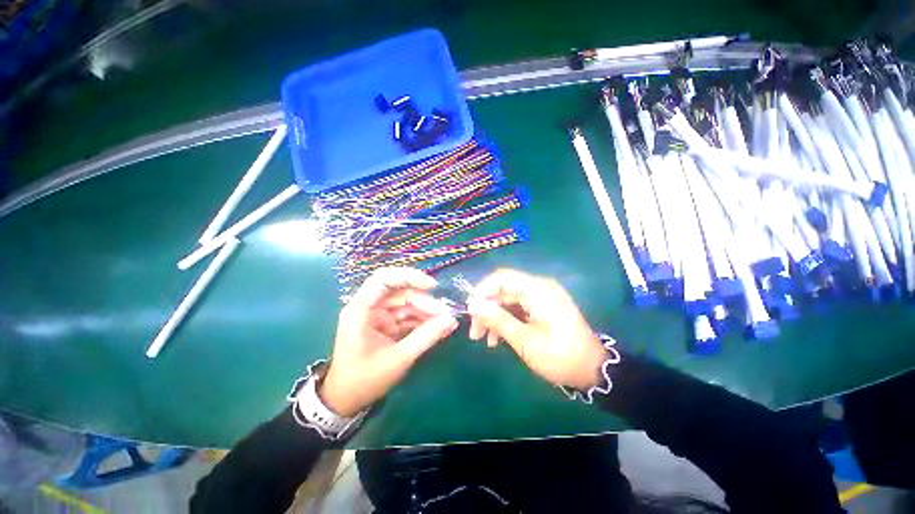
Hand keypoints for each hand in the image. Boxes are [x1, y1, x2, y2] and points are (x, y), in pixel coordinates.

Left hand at [317, 268, 457, 416]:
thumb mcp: (399, 358)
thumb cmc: (365, 380)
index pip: (383, 278)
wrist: (347, 401)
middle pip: (400, 291)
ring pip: (407, 303)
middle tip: (445, 314)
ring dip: (426, 311)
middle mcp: (369, 306)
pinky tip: (438, 327)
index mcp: (361, 309)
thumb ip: (426, 336)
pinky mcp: (386, 324)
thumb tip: (451, 319)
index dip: (409, 276)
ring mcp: (378, 315)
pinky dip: (422, 320)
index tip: (433, 286)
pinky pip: (407, 315)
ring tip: (445, 323)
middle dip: (424, 301)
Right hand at [467, 269, 607, 390]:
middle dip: (486, 309)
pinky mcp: (541, 308)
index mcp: (537, 290)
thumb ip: (497, 319)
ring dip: (494, 317)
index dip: (482, 291)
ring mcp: (540, 298)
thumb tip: (473, 305)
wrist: (592, 371)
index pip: (501, 278)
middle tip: (474, 332)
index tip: (470, 311)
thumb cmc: (559, 356)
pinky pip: (517, 308)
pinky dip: (505, 321)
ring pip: (507, 301)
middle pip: (503, 290)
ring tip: (484, 339)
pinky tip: (497, 339)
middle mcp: (538, 288)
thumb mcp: (524, 340)